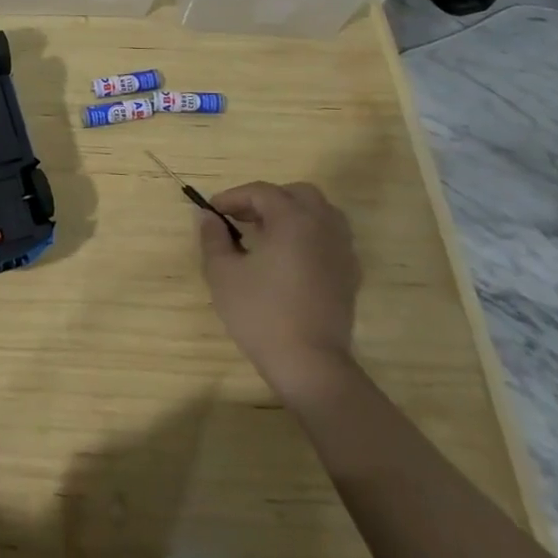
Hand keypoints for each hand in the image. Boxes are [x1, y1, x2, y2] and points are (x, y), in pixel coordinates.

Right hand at [197, 181, 360, 405]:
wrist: (310, 364)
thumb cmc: (261, 313)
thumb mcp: (223, 272)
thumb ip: (213, 237)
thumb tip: (208, 216)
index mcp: (293, 220)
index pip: (261, 192)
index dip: (233, 197)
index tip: (213, 212)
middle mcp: (323, 227)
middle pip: (298, 194)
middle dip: (267, 199)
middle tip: (242, 217)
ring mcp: (342, 251)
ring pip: (321, 213)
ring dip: (292, 214)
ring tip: (267, 234)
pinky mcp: (350, 275)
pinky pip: (331, 238)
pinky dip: (309, 236)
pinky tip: (290, 258)